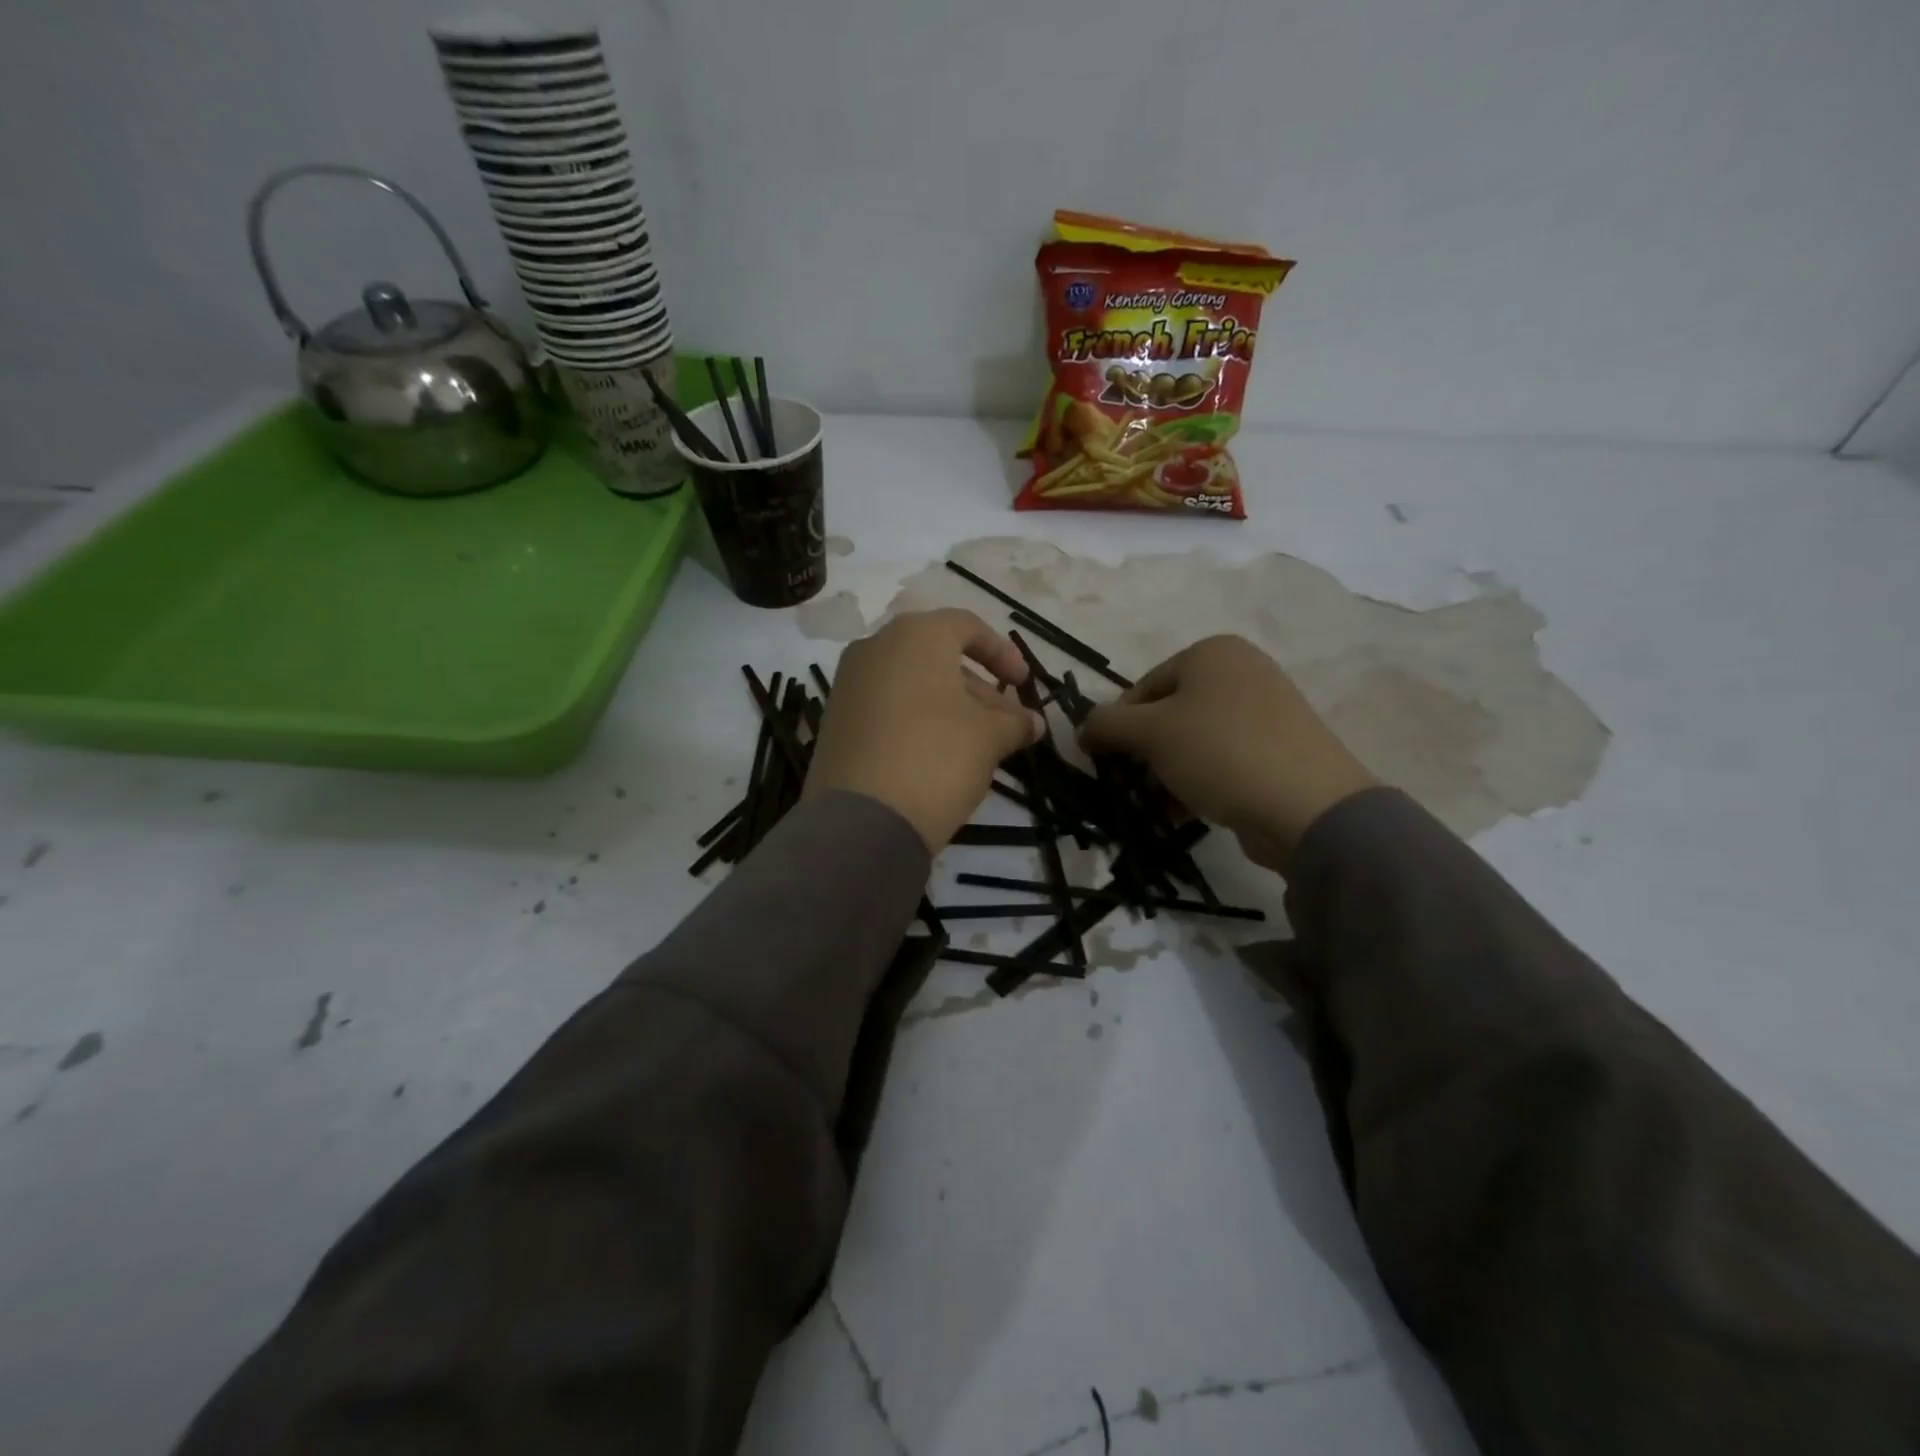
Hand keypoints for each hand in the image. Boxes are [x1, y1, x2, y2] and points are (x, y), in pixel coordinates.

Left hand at [806, 609, 1044, 851]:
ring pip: (912, 683)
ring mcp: (849, 684)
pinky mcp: (836, 720)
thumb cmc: (937, 757)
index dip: (1002, 653)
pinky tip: (940, 755)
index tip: (1023, 685)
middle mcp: (875, 647)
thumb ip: (1015, 722)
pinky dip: (918, 720)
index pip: (967, 626)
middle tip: (1006, 724)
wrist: (863, 819)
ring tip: (979, 745)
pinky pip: (887, 706)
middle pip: (938, 657)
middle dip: (979, 688)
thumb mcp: (989, 738)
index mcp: (915, 635)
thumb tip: (1033, 722)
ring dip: (951, 707)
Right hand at [1078, 635, 1376, 870]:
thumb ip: (1106, 725)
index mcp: (1212, 652)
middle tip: (1134, 789)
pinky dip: (1200, 781)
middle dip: (1144, 755)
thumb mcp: (1149, 733)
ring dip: (1167, 774)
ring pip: (1194, 741)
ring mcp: (1266, 710)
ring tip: (1160, 807)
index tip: (1109, 766)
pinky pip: (1223, 759)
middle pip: (1168, 715)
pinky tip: (1187, 812)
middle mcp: (1242, 671)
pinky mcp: (1280, 748)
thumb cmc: (1220, 753)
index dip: (1118, 728)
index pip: (1141, 688)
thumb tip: (1083, 730)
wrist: (1308, 807)